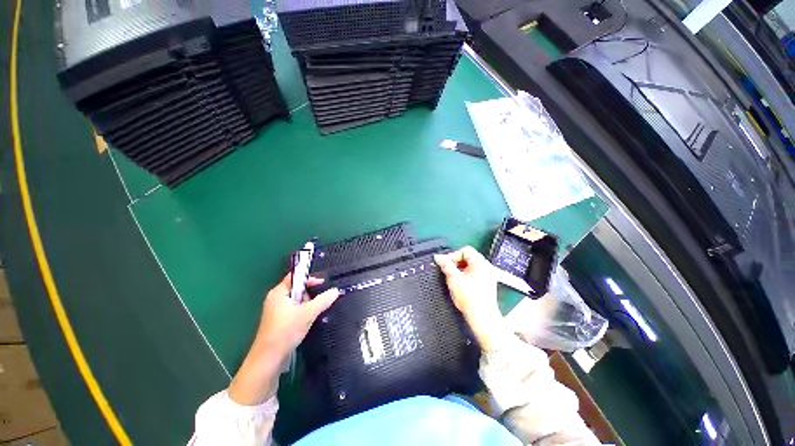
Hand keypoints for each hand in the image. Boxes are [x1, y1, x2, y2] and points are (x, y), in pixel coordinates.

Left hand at [256, 274, 339, 359]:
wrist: (268, 359)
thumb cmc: (286, 331)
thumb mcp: (308, 313)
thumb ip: (323, 300)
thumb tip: (336, 291)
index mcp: (278, 292)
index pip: (295, 277)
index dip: (309, 278)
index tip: (322, 283)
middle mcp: (275, 299)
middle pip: (296, 289)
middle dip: (309, 295)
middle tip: (316, 303)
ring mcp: (275, 312)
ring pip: (296, 302)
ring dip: (307, 306)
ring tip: (311, 315)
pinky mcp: (277, 322)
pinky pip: (293, 311)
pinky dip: (302, 313)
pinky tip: (306, 322)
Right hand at [434, 247, 510, 351]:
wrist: (482, 317)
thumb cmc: (469, 298)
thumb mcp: (453, 279)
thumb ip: (445, 265)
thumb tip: (438, 257)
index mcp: (480, 263)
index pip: (465, 250)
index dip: (454, 255)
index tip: (447, 265)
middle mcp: (486, 267)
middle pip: (468, 257)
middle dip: (457, 263)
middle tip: (449, 271)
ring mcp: (488, 275)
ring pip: (471, 265)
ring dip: (461, 269)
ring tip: (454, 279)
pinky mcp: (487, 283)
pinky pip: (475, 273)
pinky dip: (467, 275)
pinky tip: (462, 284)